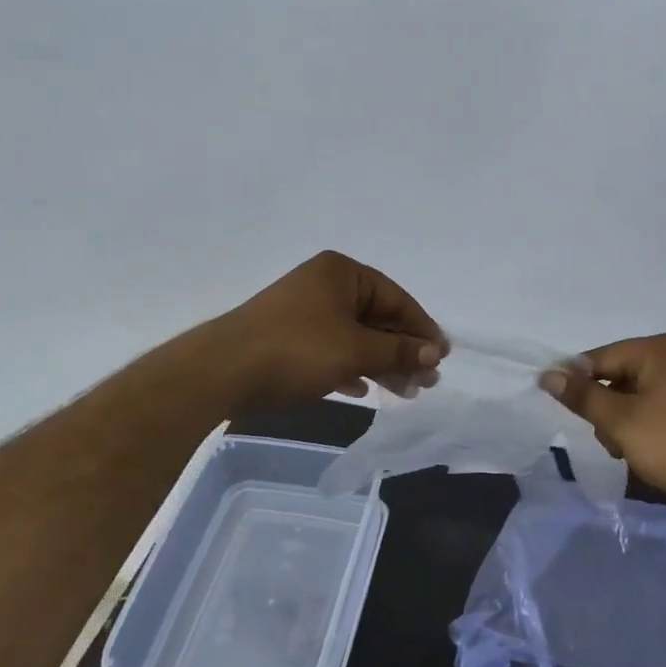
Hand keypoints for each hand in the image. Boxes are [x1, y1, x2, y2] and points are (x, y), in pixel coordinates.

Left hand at [213, 251, 444, 408]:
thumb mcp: (356, 350)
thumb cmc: (298, 350)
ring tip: (404, 392)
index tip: (442, 358)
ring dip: (381, 363)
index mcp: (343, 273)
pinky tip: (362, 390)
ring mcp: (305, 312)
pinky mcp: (289, 338)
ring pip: (356, 337)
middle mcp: (325, 285)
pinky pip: (332, 349)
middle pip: (378, 318)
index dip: (423, 330)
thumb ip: (399, 350)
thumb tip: (435, 353)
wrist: (223, 371)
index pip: (397, 298)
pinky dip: (351, 367)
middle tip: (426, 382)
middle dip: (403, 351)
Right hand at [540, 333, 665, 517]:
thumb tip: (548, 375)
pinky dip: (648, 428)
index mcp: (658, 349)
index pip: (598, 358)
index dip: (576, 383)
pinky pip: (660, 409)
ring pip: (638, 396)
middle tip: (611, 441)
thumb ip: (582, 396)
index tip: (564, 413)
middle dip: (606, 409)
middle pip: (618, 376)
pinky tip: (651, 453)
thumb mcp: (621, 421)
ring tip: (632, 453)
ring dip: (625, 423)